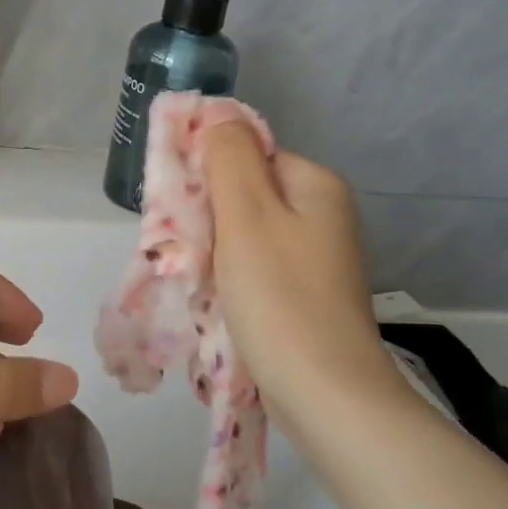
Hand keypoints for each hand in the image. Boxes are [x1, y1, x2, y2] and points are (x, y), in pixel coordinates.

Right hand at [204, 122, 393, 423]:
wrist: (325, 394)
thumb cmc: (280, 298)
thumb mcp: (247, 215)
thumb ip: (229, 157)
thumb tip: (218, 114)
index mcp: (314, 185)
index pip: (247, 156)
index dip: (208, 176)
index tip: (182, 213)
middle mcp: (322, 215)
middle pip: (245, 196)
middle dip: (208, 219)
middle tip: (186, 251)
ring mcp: (316, 259)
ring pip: (246, 237)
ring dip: (214, 253)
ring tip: (198, 281)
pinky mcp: (305, 295)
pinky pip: (256, 270)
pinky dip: (231, 281)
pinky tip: (217, 304)